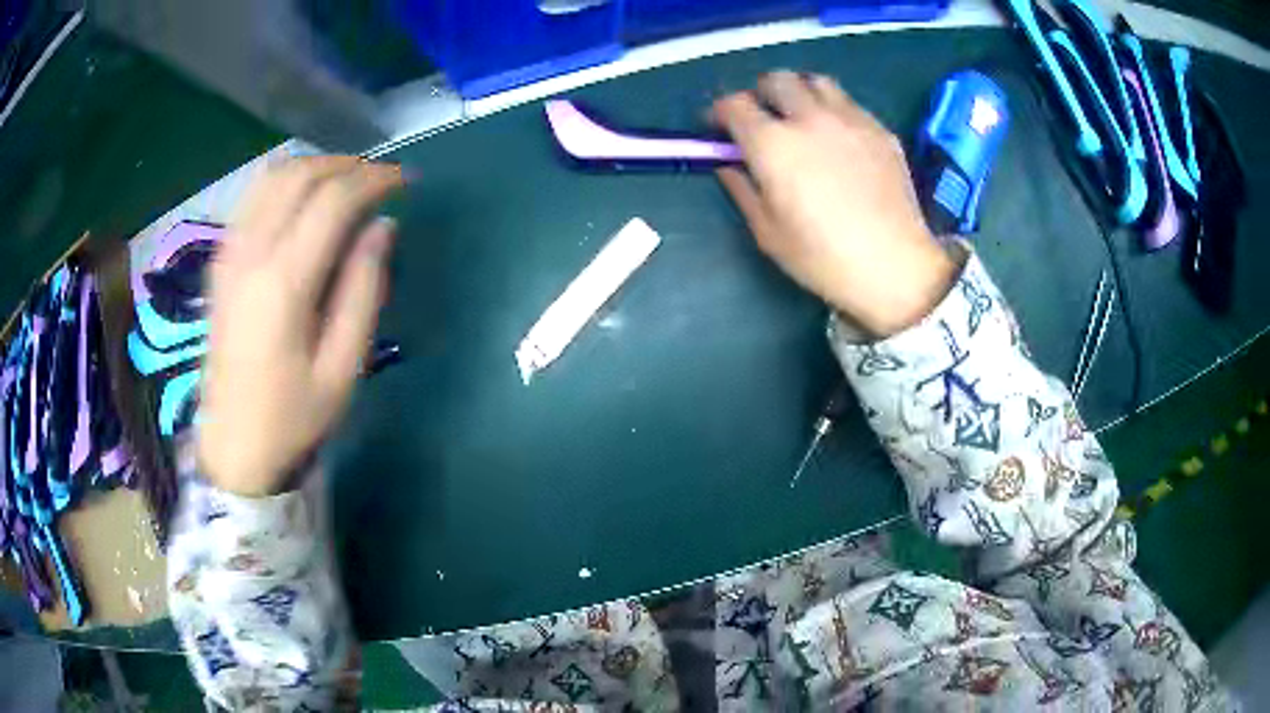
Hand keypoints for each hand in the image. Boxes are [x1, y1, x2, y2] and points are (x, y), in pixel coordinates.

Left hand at [198, 156, 403, 496]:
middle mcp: (250, 253)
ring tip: (345, 185)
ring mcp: (229, 253)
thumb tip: (382, 227)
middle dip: (346, 166)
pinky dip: (285, 184)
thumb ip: (364, 289)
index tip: (404, 182)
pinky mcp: (220, 260)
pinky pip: (253, 197)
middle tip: (378, 181)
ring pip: (273, 177)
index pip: (332, 200)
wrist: (233, 445)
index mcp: (283, 283)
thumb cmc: (292, 415)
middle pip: (300, 175)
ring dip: (315, 168)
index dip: (373, 180)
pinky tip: (304, 202)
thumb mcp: (342, 366)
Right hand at [713, 72, 956, 336]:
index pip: (734, 105)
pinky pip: (849, 103)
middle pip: (776, 80)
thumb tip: (730, 165)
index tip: (719, 128)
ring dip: (799, 93)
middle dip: (760, 94)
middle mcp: (809, 118)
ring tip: (802, 118)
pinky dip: (833, 110)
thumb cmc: (823, 258)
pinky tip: (838, 138)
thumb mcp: (767, 233)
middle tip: (761, 118)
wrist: (894, 266)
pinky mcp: (880, 129)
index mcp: (773, 144)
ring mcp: (850, 119)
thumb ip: (742, 189)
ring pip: (816, 81)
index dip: (719, 113)